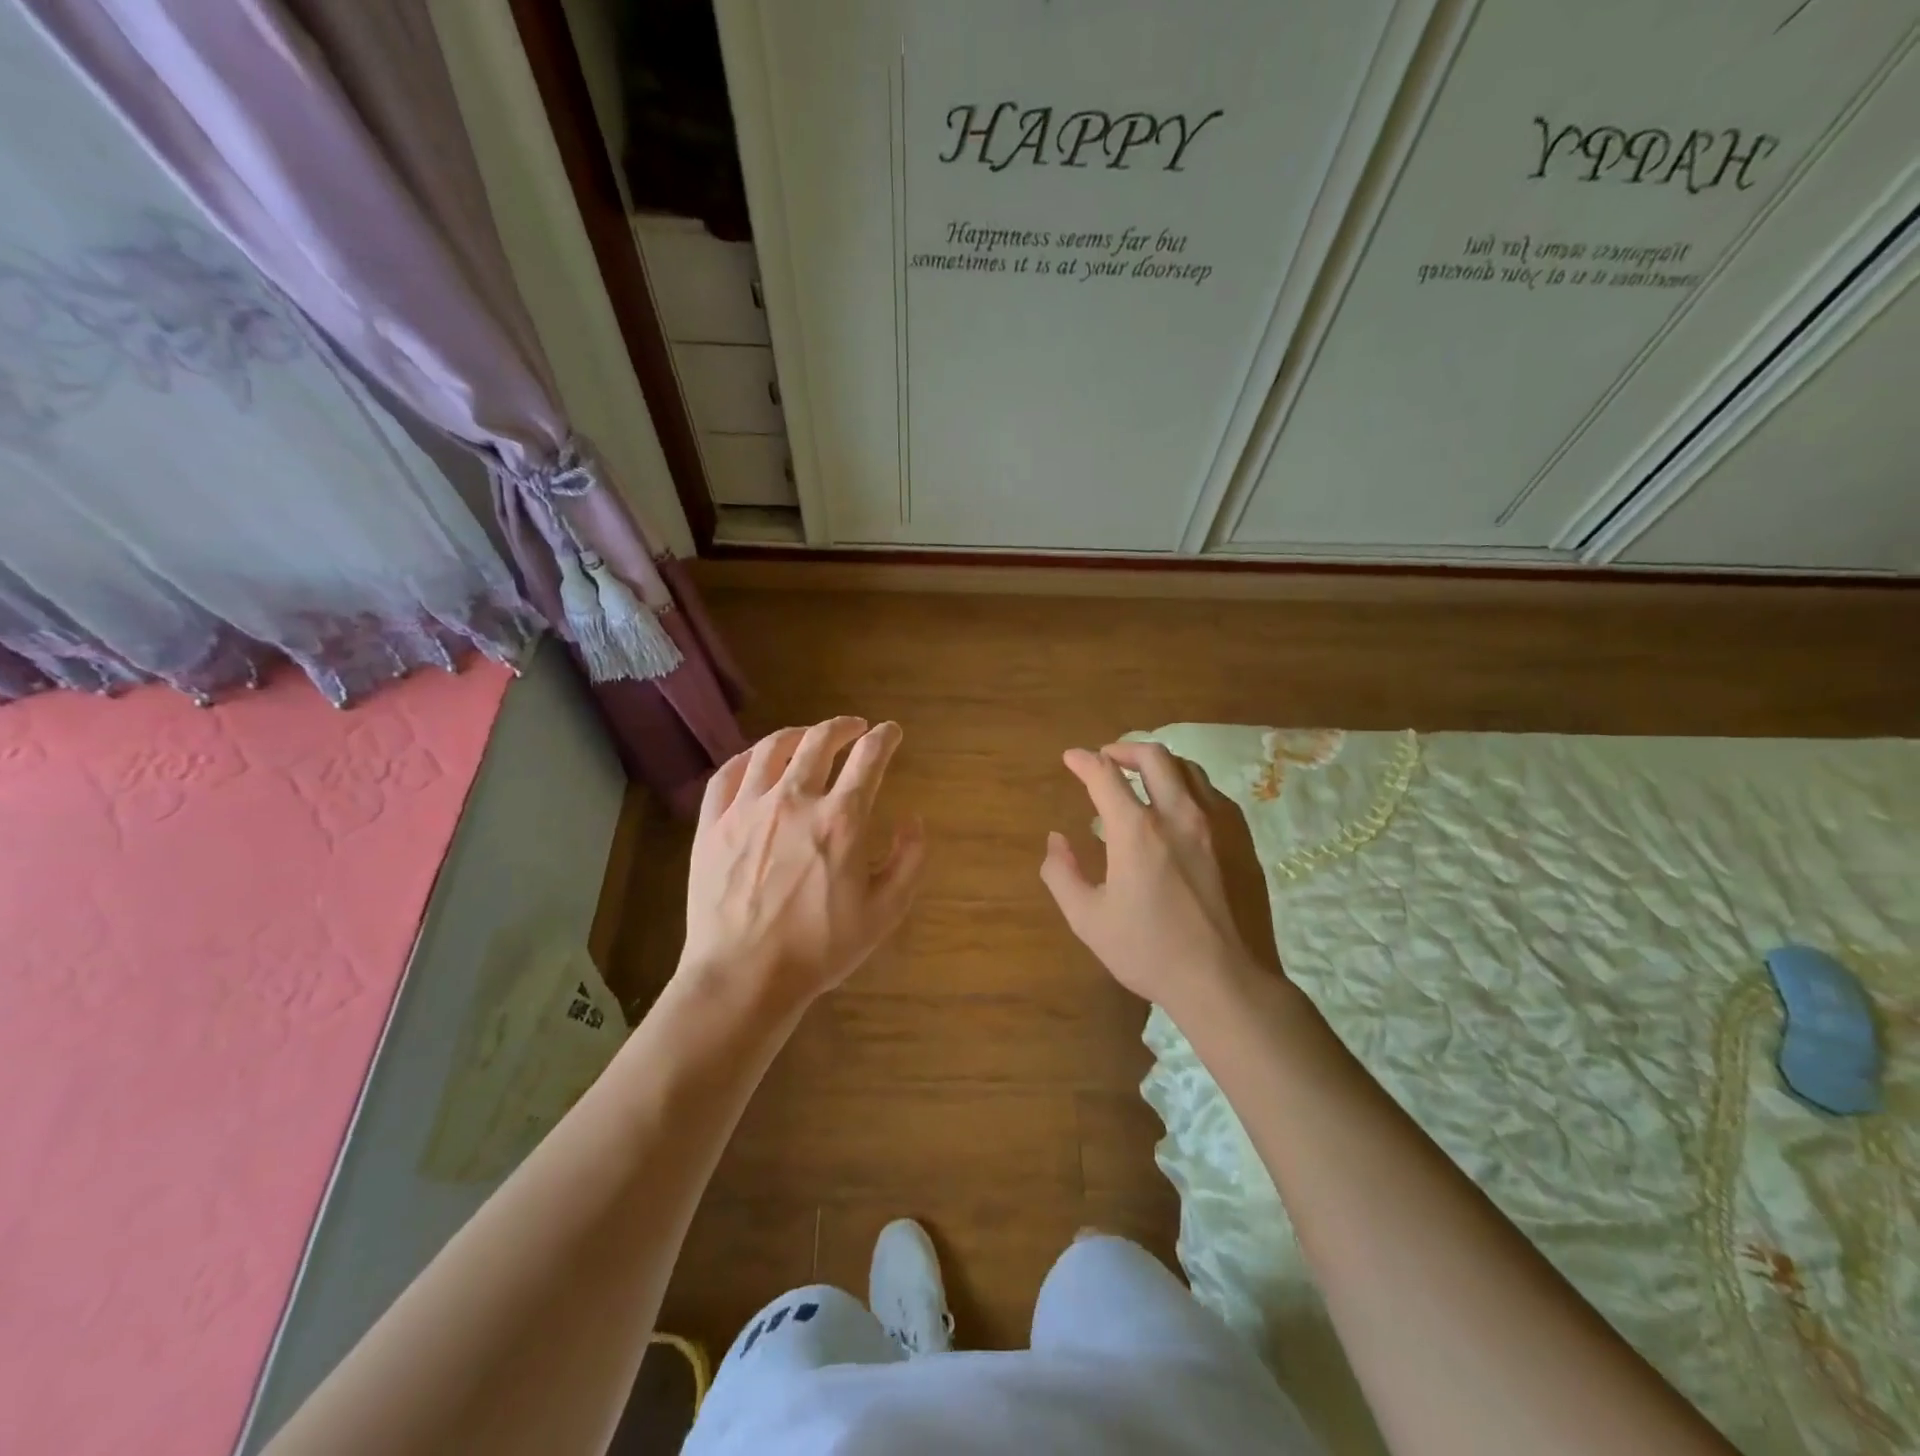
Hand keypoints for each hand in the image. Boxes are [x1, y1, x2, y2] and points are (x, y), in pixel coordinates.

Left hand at [680, 717, 924, 1009]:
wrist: (744, 976)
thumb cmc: (820, 948)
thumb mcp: (884, 912)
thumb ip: (908, 860)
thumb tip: (912, 820)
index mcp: (841, 820)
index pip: (869, 759)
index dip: (885, 738)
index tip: (891, 732)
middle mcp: (794, 800)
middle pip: (820, 742)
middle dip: (842, 727)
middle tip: (854, 728)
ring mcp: (747, 809)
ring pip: (772, 749)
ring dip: (797, 734)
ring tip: (808, 736)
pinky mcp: (712, 825)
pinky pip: (727, 775)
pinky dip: (747, 758)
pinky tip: (756, 760)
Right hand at [1040, 741, 1278, 1014]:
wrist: (1227, 982)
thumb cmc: (1150, 952)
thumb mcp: (1089, 920)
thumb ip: (1062, 874)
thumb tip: (1056, 840)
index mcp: (1137, 831)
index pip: (1105, 775)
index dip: (1083, 761)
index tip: (1071, 758)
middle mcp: (1180, 814)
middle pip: (1153, 757)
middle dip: (1124, 749)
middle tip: (1107, 758)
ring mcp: (1218, 824)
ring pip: (1188, 769)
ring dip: (1159, 764)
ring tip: (1143, 777)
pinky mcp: (1243, 840)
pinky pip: (1213, 794)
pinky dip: (1189, 787)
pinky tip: (1181, 807)